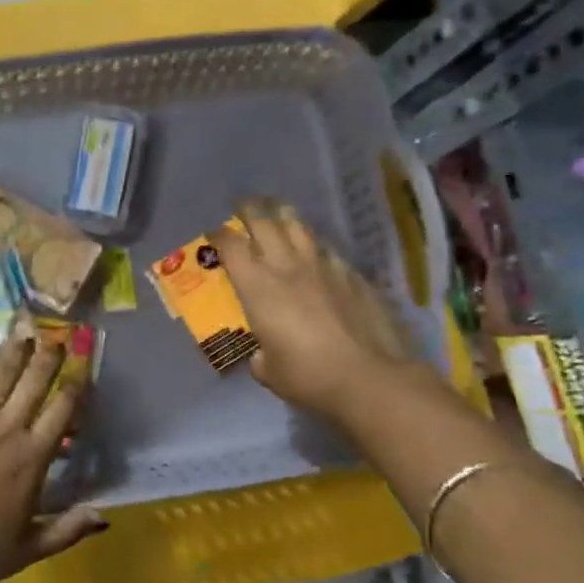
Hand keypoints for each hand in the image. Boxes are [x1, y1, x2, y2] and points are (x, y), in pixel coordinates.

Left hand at [0, 336, 108, 582]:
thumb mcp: (28, 551)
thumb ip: (68, 530)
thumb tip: (105, 516)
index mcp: (33, 458)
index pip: (64, 410)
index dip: (77, 383)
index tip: (84, 364)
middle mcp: (7, 429)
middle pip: (35, 382)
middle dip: (49, 356)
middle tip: (58, 335)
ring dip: (14, 352)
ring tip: (24, 332)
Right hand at [218, 200, 441, 423]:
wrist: (369, 377)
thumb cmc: (308, 376)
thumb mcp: (269, 372)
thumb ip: (261, 356)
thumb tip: (263, 355)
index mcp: (258, 288)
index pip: (231, 247)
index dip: (219, 236)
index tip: (214, 233)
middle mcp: (288, 267)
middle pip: (265, 223)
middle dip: (251, 210)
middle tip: (244, 204)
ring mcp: (324, 268)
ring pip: (300, 228)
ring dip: (285, 217)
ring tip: (279, 212)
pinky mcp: (353, 277)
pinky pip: (328, 251)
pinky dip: (316, 247)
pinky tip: (318, 253)